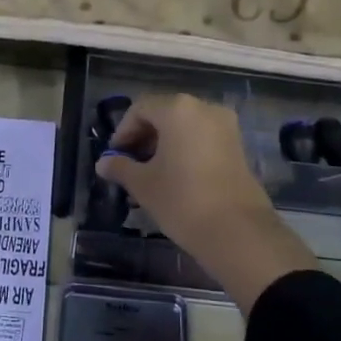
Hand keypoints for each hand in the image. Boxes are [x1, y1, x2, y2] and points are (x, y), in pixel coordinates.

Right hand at [98, 94, 315, 311]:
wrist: (237, 231)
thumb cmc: (182, 200)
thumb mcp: (143, 184)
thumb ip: (120, 167)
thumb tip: (103, 163)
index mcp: (178, 109)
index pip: (141, 108)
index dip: (123, 131)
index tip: (114, 157)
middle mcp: (204, 108)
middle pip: (164, 113)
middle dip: (143, 137)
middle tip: (129, 165)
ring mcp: (226, 126)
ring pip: (185, 127)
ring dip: (164, 144)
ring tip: (150, 174)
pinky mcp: (237, 146)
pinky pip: (202, 138)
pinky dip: (185, 150)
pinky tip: (174, 177)